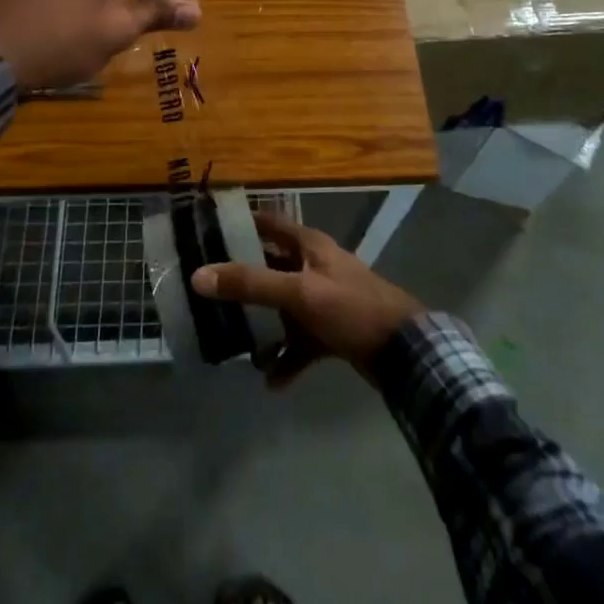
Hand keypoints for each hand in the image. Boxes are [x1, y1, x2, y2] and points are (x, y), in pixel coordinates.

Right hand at [190, 210, 423, 387]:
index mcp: (310, 246)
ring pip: (284, 308)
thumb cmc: (351, 308)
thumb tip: (199, 275)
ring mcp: (325, 300)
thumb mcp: (299, 293)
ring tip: (235, 341)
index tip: (210, 230)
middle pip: (272, 267)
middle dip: (244, 280)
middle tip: (210, 289)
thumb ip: (251, 284)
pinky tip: (272, 381)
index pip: (270, 223)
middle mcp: (315, 267)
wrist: (405, 351)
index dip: (243, 223)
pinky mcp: (333, 331)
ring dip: (264, 325)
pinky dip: (286, 358)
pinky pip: (301, 342)